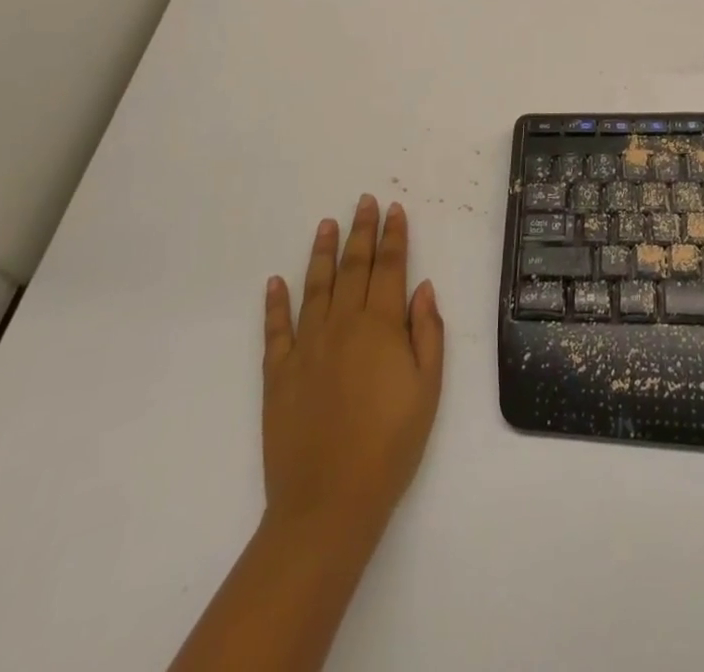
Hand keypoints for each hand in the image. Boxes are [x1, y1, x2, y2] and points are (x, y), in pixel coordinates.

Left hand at [261, 196, 443, 553]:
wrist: (328, 503)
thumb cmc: (390, 445)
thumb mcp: (428, 389)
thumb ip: (427, 332)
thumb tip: (423, 287)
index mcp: (381, 326)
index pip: (390, 267)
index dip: (394, 236)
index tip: (394, 209)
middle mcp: (342, 325)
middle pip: (353, 267)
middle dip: (361, 231)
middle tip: (364, 201)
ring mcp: (306, 348)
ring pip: (315, 287)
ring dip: (322, 253)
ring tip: (326, 224)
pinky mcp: (277, 374)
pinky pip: (276, 329)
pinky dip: (275, 303)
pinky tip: (276, 281)